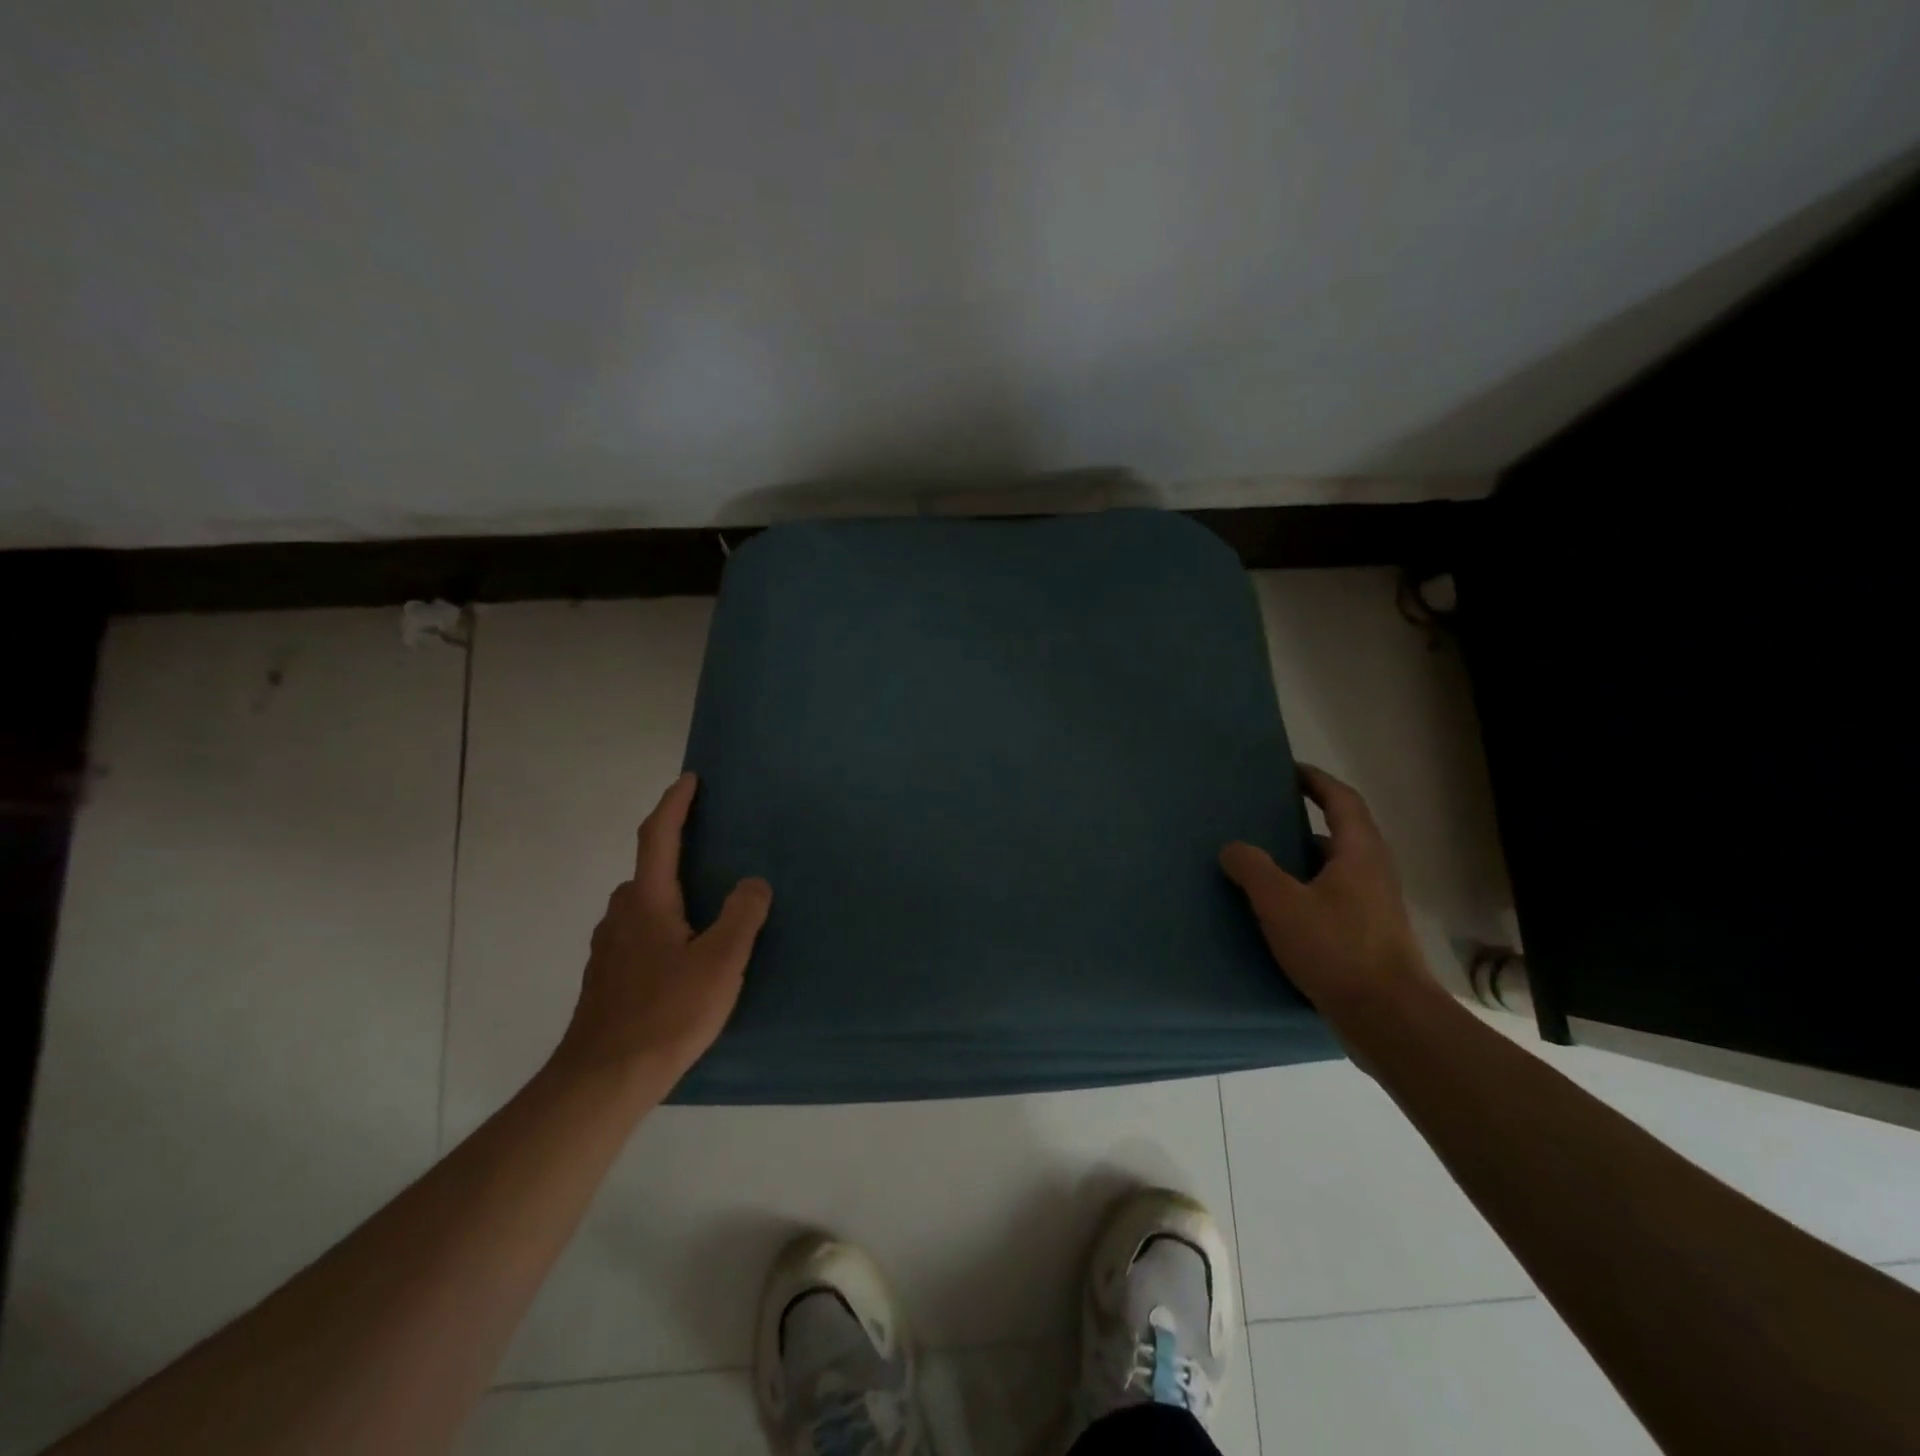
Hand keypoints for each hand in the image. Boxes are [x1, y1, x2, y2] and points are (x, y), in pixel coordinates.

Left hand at [553, 772, 771, 1089]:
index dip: (674, 804)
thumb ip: (742, 916)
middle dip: (676, 853)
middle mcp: (621, 915)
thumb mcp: (721, 963)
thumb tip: (753, 882)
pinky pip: (637, 933)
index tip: (690, 780)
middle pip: (649, 870)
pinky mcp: (605, 978)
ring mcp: (608, 948)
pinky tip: (682, 957)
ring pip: (642, 905)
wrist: (603, 1080)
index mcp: (647, 901)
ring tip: (705, 910)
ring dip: (670, 894)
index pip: (657, 836)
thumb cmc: (667, 1013)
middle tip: (713, 853)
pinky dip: (661, 925)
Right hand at [1220, 765, 1438, 1018]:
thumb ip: (1253, 869)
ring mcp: (1373, 907)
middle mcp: (1372, 873)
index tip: (1288, 771)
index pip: (1341, 800)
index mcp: (1359, 852)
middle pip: (1339, 834)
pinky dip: (1304, 893)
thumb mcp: (1282, 903)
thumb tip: (1233, 848)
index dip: (1316, 781)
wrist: (1389, 1018)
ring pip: (1333, 871)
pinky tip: (1276, 913)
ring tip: (1260, 865)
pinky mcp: (1367, 937)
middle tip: (1262, 820)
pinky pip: (1331, 899)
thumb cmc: (1337, 949)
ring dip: (1301, 862)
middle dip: (1302, 823)